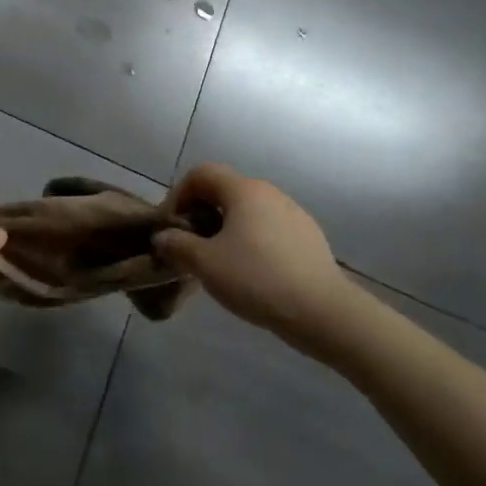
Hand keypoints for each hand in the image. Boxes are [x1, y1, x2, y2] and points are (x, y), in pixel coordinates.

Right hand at [154, 164, 351, 345]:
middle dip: (200, 214)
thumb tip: (163, 237)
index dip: (178, 194)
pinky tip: (250, 273)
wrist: (322, 312)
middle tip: (190, 247)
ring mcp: (293, 214)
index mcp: (244, 191)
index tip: (172, 227)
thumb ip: (177, 245)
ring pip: (247, 212)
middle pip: (224, 191)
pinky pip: (268, 229)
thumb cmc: (256, 279)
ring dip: (225, 229)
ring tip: (218, 262)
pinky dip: (250, 241)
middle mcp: (270, 193)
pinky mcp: (308, 237)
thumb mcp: (205, 263)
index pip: (201, 173)